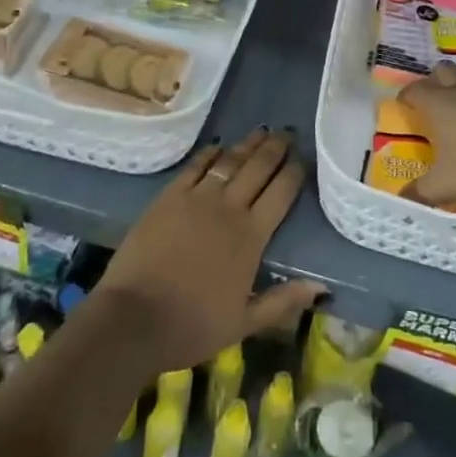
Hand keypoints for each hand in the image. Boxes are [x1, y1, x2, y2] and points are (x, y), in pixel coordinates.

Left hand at [95, 129, 323, 372]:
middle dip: (275, 148)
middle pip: (258, 168)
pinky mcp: (169, 196)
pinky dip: (210, 153)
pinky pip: (195, 166)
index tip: (303, 159)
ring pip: (230, 161)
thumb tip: (321, 286)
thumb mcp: (244, 324)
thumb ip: (283, 301)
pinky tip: (218, 145)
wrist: (134, 318)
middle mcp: (229, 208)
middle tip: (287, 132)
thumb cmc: (192, 326)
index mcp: (252, 236)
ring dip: (248, 144)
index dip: (294, 172)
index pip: (281, 193)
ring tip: (261, 131)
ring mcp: (197, 198)